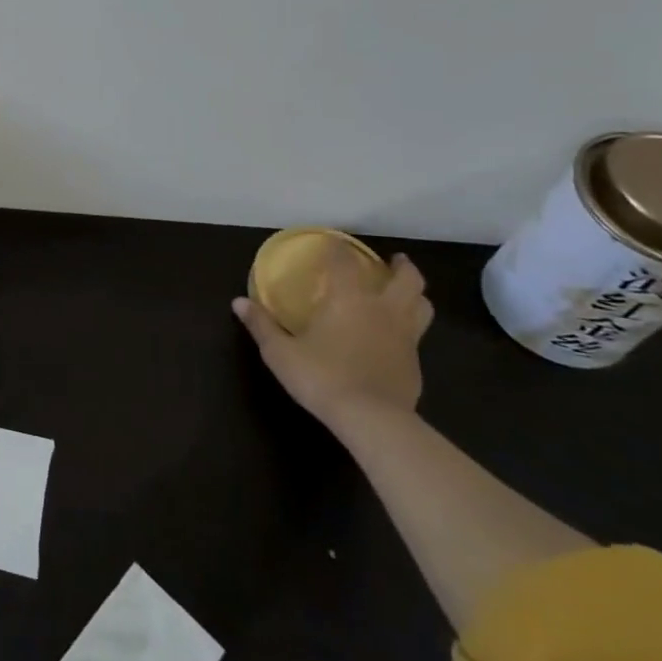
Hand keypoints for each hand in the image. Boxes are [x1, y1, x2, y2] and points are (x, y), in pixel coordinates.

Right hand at [233, 244, 432, 431]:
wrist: (371, 420)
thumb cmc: (321, 377)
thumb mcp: (280, 352)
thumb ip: (262, 325)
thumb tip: (238, 302)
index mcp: (349, 298)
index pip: (345, 261)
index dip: (338, 248)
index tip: (332, 241)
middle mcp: (382, 310)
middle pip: (407, 279)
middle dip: (402, 266)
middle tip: (393, 261)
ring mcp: (405, 337)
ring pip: (422, 305)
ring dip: (415, 294)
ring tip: (403, 293)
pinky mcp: (415, 364)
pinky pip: (417, 336)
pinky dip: (409, 328)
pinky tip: (394, 338)